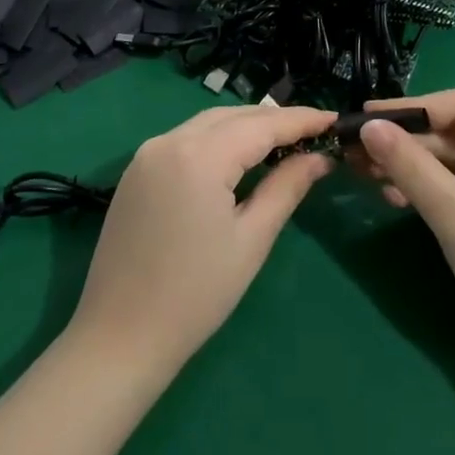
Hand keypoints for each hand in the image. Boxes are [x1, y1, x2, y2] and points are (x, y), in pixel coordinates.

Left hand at [68, 106, 332, 375]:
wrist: (119, 338)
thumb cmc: (196, 295)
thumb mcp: (251, 240)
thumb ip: (287, 187)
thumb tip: (319, 157)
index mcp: (199, 155)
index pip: (261, 125)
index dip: (300, 120)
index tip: (334, 118)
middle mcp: (170, 140)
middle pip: (233, 116)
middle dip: (274, 120)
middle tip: (314, 132)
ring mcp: (147, 153)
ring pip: (208, 123)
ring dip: (245, 127)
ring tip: (283, 142)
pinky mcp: (136, 171)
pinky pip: (186, 140)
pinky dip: (218, 140)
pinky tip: (238, 158)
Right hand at [355, 91, 454, 381]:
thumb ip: (410, 166)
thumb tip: (368, 126)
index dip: (409, 108)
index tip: (364, 118)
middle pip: (448, 134)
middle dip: (402, 141)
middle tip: (353, 152)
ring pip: (445, 163)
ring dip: (406, 166)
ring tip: (362, 174)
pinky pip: (450, 189)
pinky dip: (420, 190)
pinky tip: (391, 199)